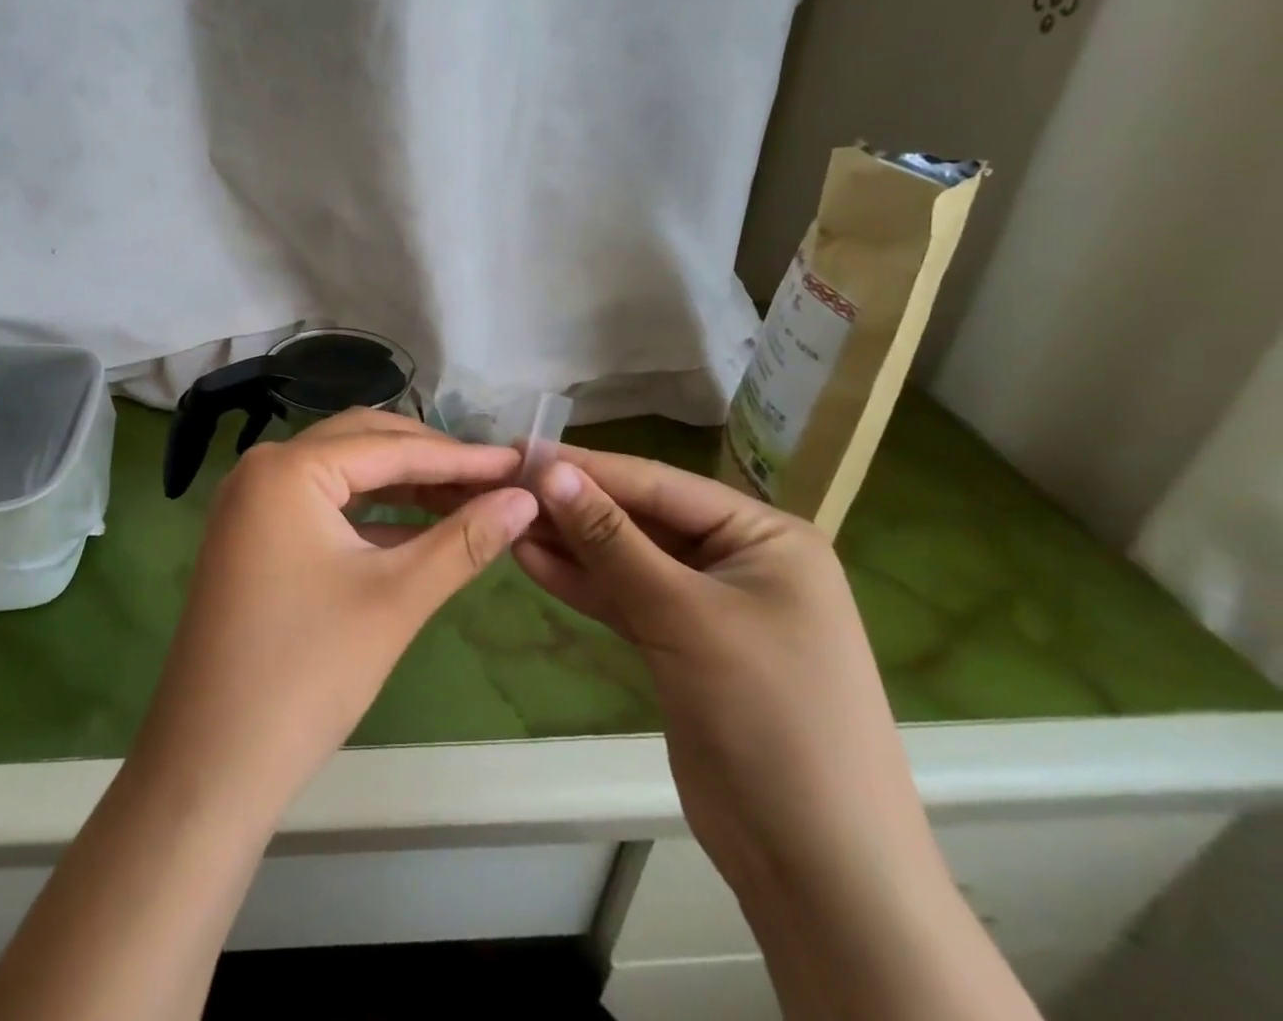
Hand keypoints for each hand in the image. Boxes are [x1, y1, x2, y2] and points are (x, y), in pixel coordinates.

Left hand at [132, 409, 537, 819]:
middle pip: (363, 445)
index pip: (389, 447)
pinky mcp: (254, 536)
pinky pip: (322, 506)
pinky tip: (419, 530)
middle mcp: (263, 468)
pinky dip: (371, 514)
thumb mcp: (396, 599)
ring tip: (468, 500)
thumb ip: (464, 541)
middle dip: (430, 461)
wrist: (211, 763)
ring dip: (403, 486)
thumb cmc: (307, 673)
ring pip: (343, 474)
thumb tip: (526, 499)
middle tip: (495, 480)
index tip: (520, 464)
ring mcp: (253, 502)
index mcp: (288, 468)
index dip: (460, 457)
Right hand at [516, 450, 941, 899]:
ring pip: (628, 560)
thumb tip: (549, 472)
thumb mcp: (684, 614)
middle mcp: (740, 559)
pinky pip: (626, 600)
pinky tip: (532, 561)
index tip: (521, 452)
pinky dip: (583, 584)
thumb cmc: (768, 715)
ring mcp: (709, 605)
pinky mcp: (682, 645)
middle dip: (575, 507)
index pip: (660, 484)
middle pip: (642, 519)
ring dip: (571, 544)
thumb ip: (612, 540)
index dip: (589, 468)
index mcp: (766, 536)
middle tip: (504, 487)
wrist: (816, 867)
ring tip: (507, 521)